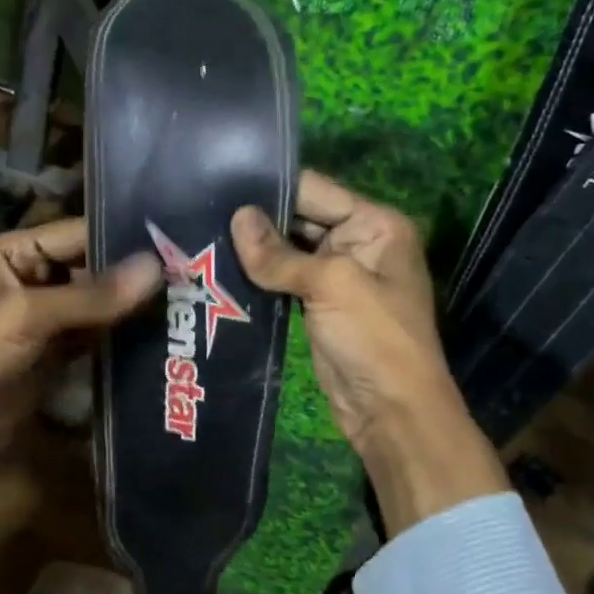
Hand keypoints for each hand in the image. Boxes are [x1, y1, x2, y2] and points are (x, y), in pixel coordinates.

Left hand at [0, 217, 161, 502]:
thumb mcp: (30, 316)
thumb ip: (93, 295)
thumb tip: (157, 267)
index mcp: (14, 253)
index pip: (78, 234)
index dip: (122, 239)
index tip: (175, 243)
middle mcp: (32, 277)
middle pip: (92, 267)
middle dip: (133, 274)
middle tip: (191, 273)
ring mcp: (47, 316)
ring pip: (98, 302)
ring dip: (132, 305)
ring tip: (186, 299)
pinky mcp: (59, 350)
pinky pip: (97, 332)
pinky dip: (122, 333)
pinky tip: (161, 331)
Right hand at [231, 171, 506, 532]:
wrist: (392, 411)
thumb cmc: (374, 338)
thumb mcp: (330, 285)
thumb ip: (279, 254)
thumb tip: (236, 218)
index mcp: (375, 224)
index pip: (315, 190)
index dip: (271, 187)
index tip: (220, 181)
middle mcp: (358, 242)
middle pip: (300, 217)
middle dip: (257, 218)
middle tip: (201, 209)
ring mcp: (338, 275)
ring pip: (288, 249)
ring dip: (254, 248)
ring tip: (203, 234)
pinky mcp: (319, 303)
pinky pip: (284, 278)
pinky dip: (259, 275)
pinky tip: (221, 266)